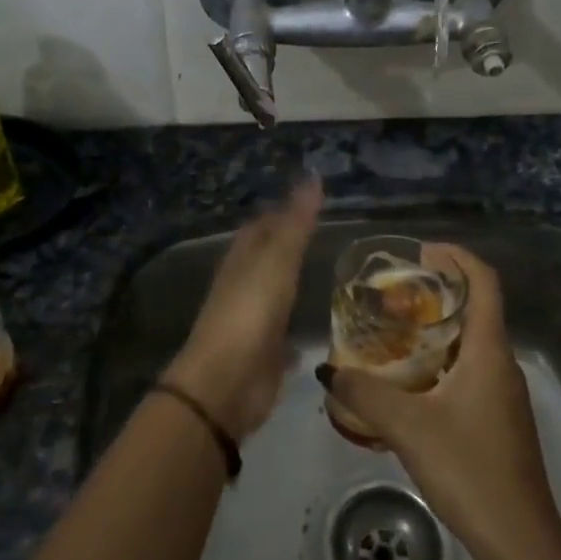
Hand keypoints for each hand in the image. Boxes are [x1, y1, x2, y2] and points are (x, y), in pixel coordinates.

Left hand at [163, 177, 322, 441]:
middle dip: (293, 246)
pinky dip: (300, 326)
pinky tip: (321, 326)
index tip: (314, 199)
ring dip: (297, 284)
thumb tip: (312, 176)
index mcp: (242, 259)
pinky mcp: (266, 353)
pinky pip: (286, 333)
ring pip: (278, 294)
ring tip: (334, 274)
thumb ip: (296, 223)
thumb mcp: (276, 261)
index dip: (283, 211)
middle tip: (332, 235)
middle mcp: (245, 286)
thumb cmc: (249, 314)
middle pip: (269, 258)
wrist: (226, 384)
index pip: (262, 225)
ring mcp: (254, 321)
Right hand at [317, 243, 560, 559]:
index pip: (484, 283)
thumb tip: (329, 372)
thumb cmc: (470, 470)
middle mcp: (502, 364)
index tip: (422, 250)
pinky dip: (439, 362)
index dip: (457, 257)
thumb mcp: (409, 428)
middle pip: (476, 308)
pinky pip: (469, 371)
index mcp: (489, 352)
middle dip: (439, 291)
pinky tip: (407, 384)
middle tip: (393, 292)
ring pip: (471, 343)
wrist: (520, 539)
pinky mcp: (498, 419)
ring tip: (392, 333)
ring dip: (436, 329)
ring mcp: (503, 394)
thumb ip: (365, 395)